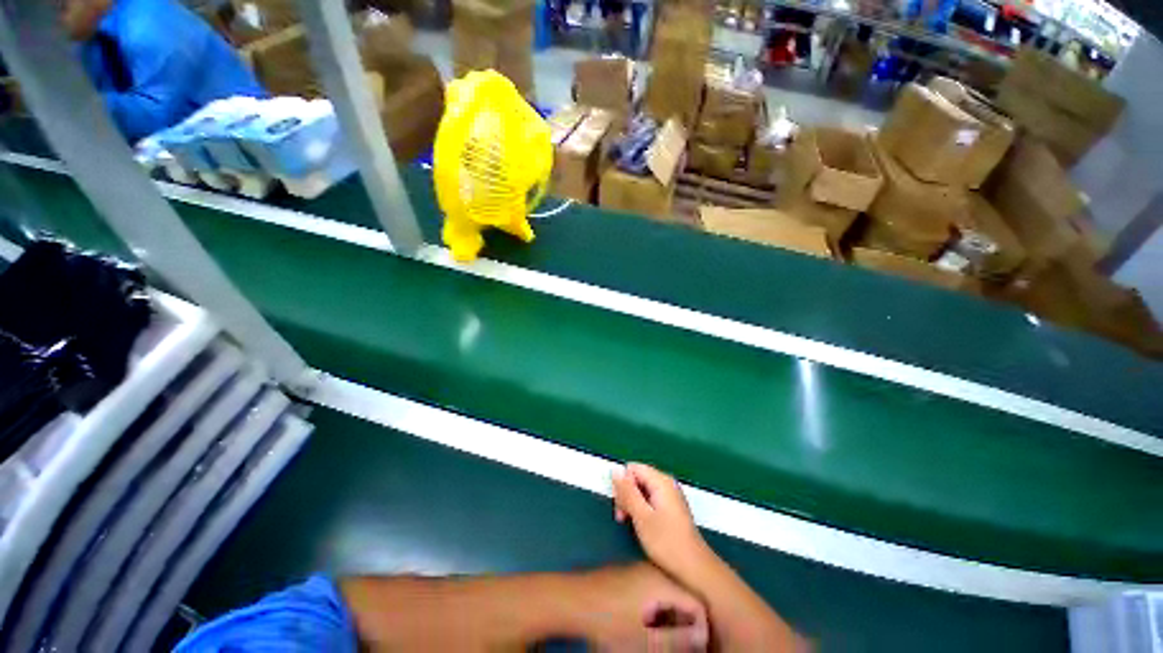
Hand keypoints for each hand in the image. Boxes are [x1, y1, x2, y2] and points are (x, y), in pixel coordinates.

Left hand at [579, 562, 708, 651]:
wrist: (574, 600)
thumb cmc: (610, 621)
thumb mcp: (646, 639)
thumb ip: (677, 640)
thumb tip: (702, 639)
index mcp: (661, 581)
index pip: (696, 602)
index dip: (701, 628)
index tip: (697, 649)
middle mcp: (653, 570)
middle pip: (682, 597)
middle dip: (684, 625)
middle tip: (680, 648)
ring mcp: (639, 570)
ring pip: (666, 595)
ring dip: (670, 619)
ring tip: (663, 641)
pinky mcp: (629, 575)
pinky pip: (652, 591)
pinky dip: (655, 610)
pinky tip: (646, 627)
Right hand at [612, 464, 714, 588]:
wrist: (695, 569)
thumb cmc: (667, 543)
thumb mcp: (641, 516)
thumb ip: (627, 492)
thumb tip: (615, 470)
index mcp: (661, 481)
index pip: (632, 468)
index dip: (622, 484)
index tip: (620, 506)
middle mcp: (666, 483)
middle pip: (637, 477)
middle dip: (626, 494)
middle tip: (622, 518)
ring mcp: (670, 495)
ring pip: (641, 488)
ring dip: (631, 503)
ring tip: (629, 523)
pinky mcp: (671, 507)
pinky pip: (649, 498)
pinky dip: (641, 508)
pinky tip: (640, 525)